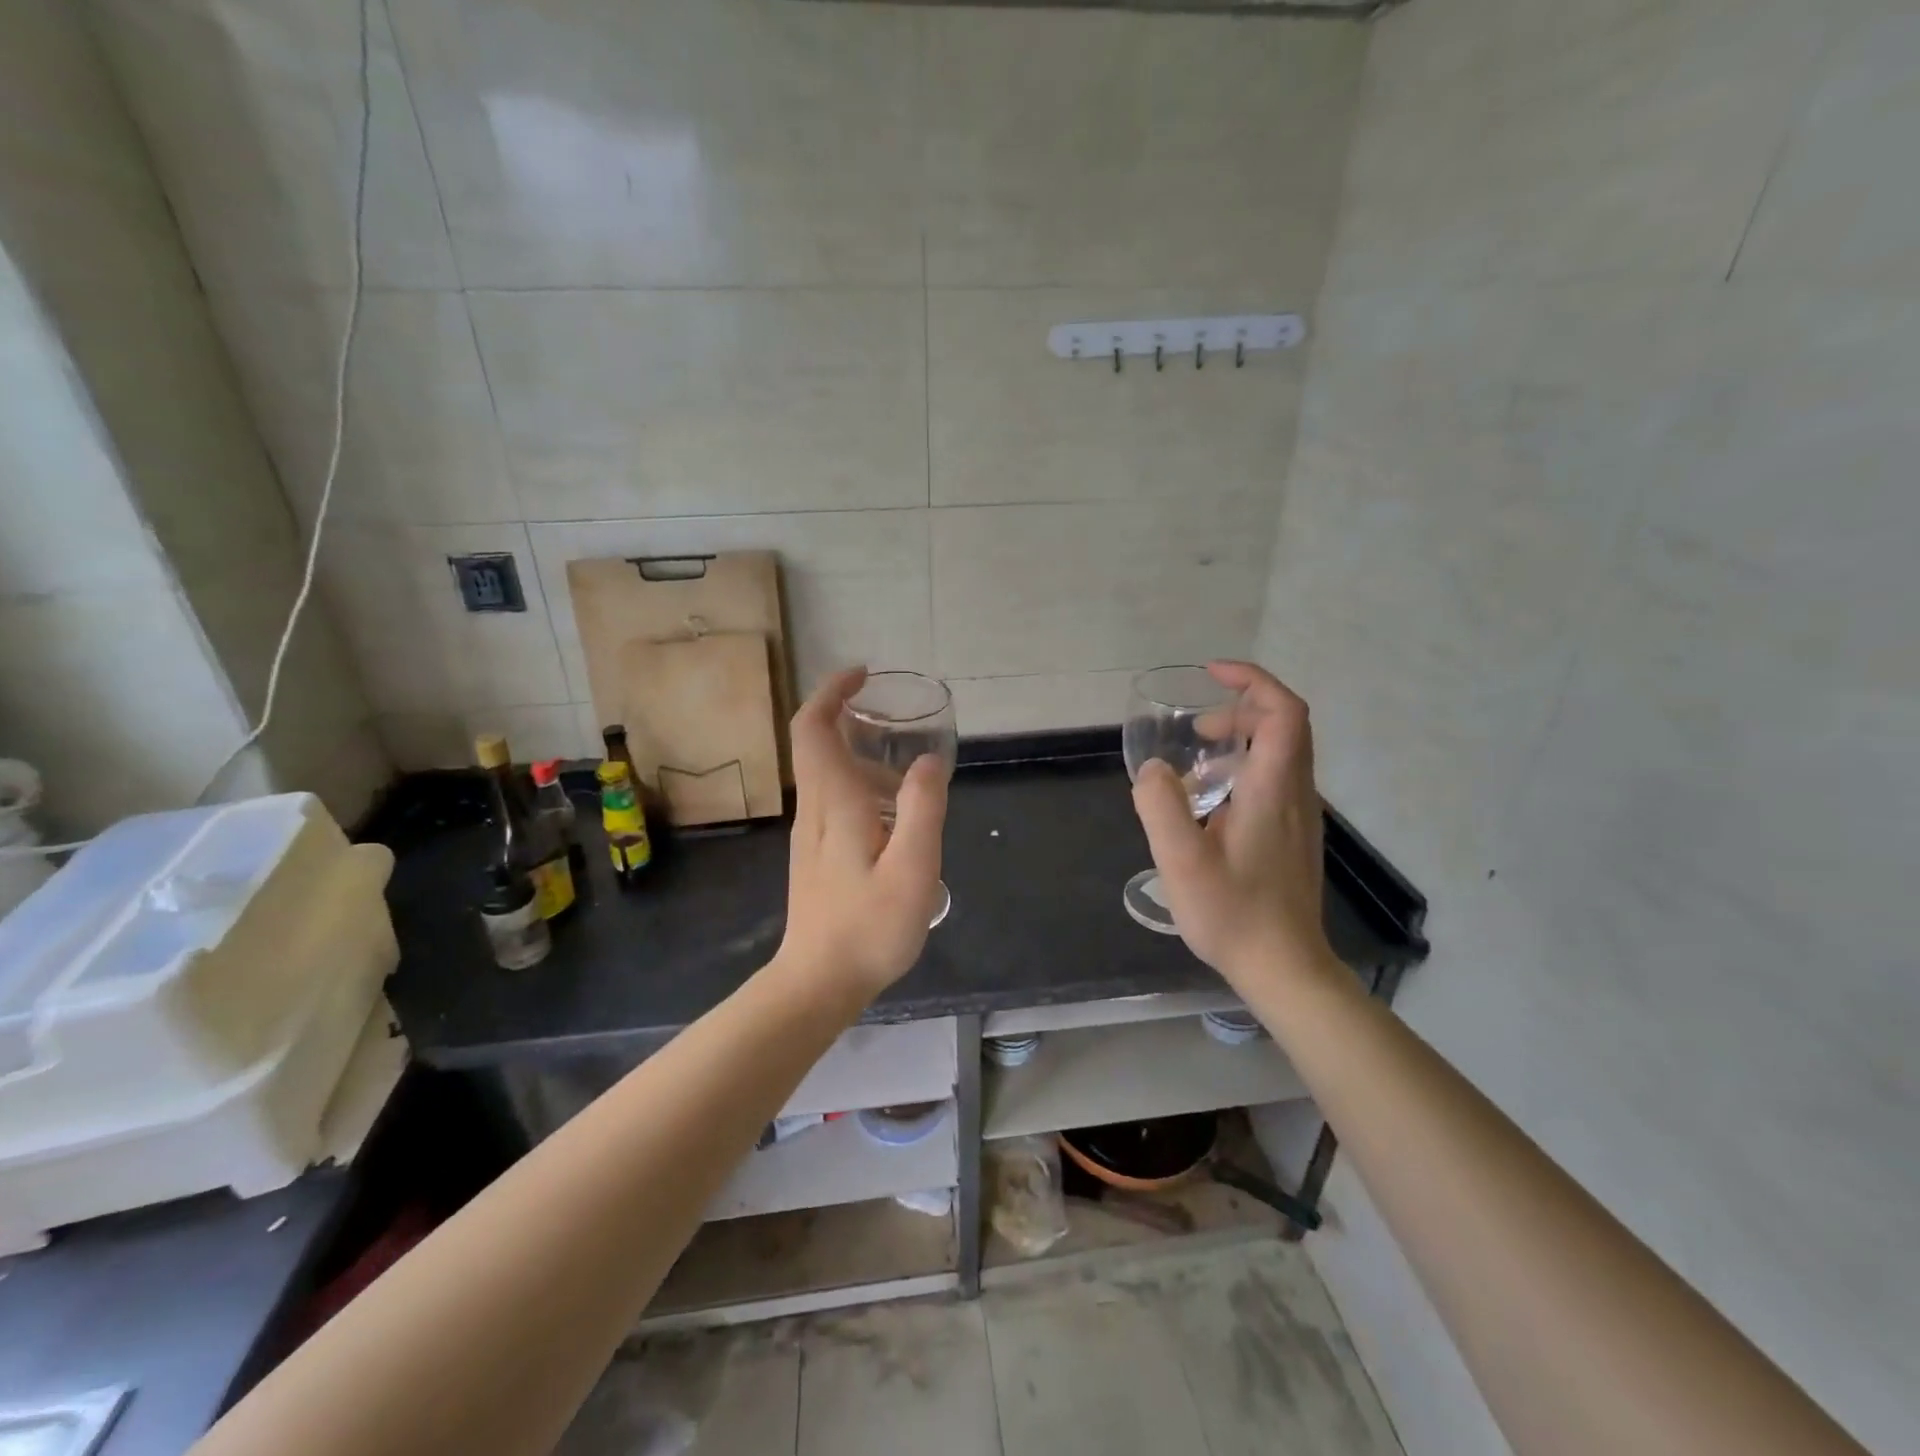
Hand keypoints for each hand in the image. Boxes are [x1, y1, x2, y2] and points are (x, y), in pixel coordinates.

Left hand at [776, 667, 948, 1000]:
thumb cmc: (868, 927)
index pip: (814, 727)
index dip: (832, 692)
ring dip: (863, 758)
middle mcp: (815, 808)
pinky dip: (863, 788)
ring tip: (910, 778)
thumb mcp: (912, 868)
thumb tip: (927, 760)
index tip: (863, 676)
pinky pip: (835, 801)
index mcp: (834, 801)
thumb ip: (922, 809)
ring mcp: (811, 834)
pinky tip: (897, 821)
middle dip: (850, 717)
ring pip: (829, 775)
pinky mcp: (816, 855)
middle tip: (896, 721)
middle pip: (818, 744)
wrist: (817, 983)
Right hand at [1130, 662, 1334, 985]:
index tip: (1212, 675)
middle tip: (1194, 729)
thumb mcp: (1181, 861)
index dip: (1252, 681)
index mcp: (1273, 790)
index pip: (1283, 712)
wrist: (1284, 967)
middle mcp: (1296, 794)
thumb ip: (1161, 806)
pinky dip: (1244, 769)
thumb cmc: (1233, 914)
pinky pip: (1276, 780)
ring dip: (1241, 741)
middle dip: (1240, 709)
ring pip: (1281, 753)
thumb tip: (1154, 769)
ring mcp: (1300, 817)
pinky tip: (1209, 804)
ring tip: (1194, 767)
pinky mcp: (1294, 836)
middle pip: (1285, 726)